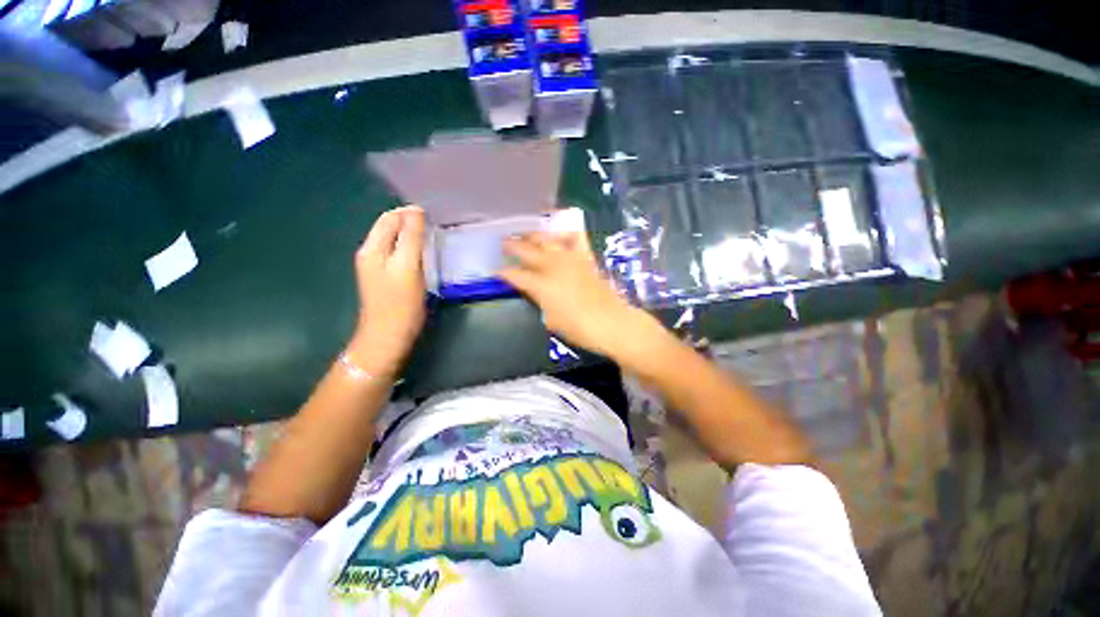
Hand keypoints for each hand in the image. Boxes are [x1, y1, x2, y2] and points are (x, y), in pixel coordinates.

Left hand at [347, 206, 426, 376]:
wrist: (388, 337)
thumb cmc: (400, 302)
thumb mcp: (408, 266)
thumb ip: (411, 237)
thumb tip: (416, 211)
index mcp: (372, 247)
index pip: (390, 218)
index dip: (410, 213)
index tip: (434, 218)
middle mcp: (370, 253)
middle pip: (390, 228)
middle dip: (411, 223)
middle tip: (436, 228)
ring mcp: (376, 267)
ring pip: (394, 242)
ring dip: (412, 236)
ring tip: (433, 239)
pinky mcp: (386, 279)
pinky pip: (398, 255)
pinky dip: (411, 250)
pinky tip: (424, 257)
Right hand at [500, 231, 654, 358]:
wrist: (611, 323)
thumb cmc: (578, 328)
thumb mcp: (550, 320)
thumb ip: (540, 302)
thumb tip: (537, 292)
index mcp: (541, 285)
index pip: (515, 275)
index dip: (503, 273)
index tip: (496, 272)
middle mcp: (552, 266)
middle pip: (527, 250)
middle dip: (512, 245)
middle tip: (504, 243)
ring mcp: (570, 259)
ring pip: (547, 239)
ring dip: (534, 235)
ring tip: (526, 234)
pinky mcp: (585, 258)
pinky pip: (575, 238)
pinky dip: (565, 233)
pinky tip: (560, 232)